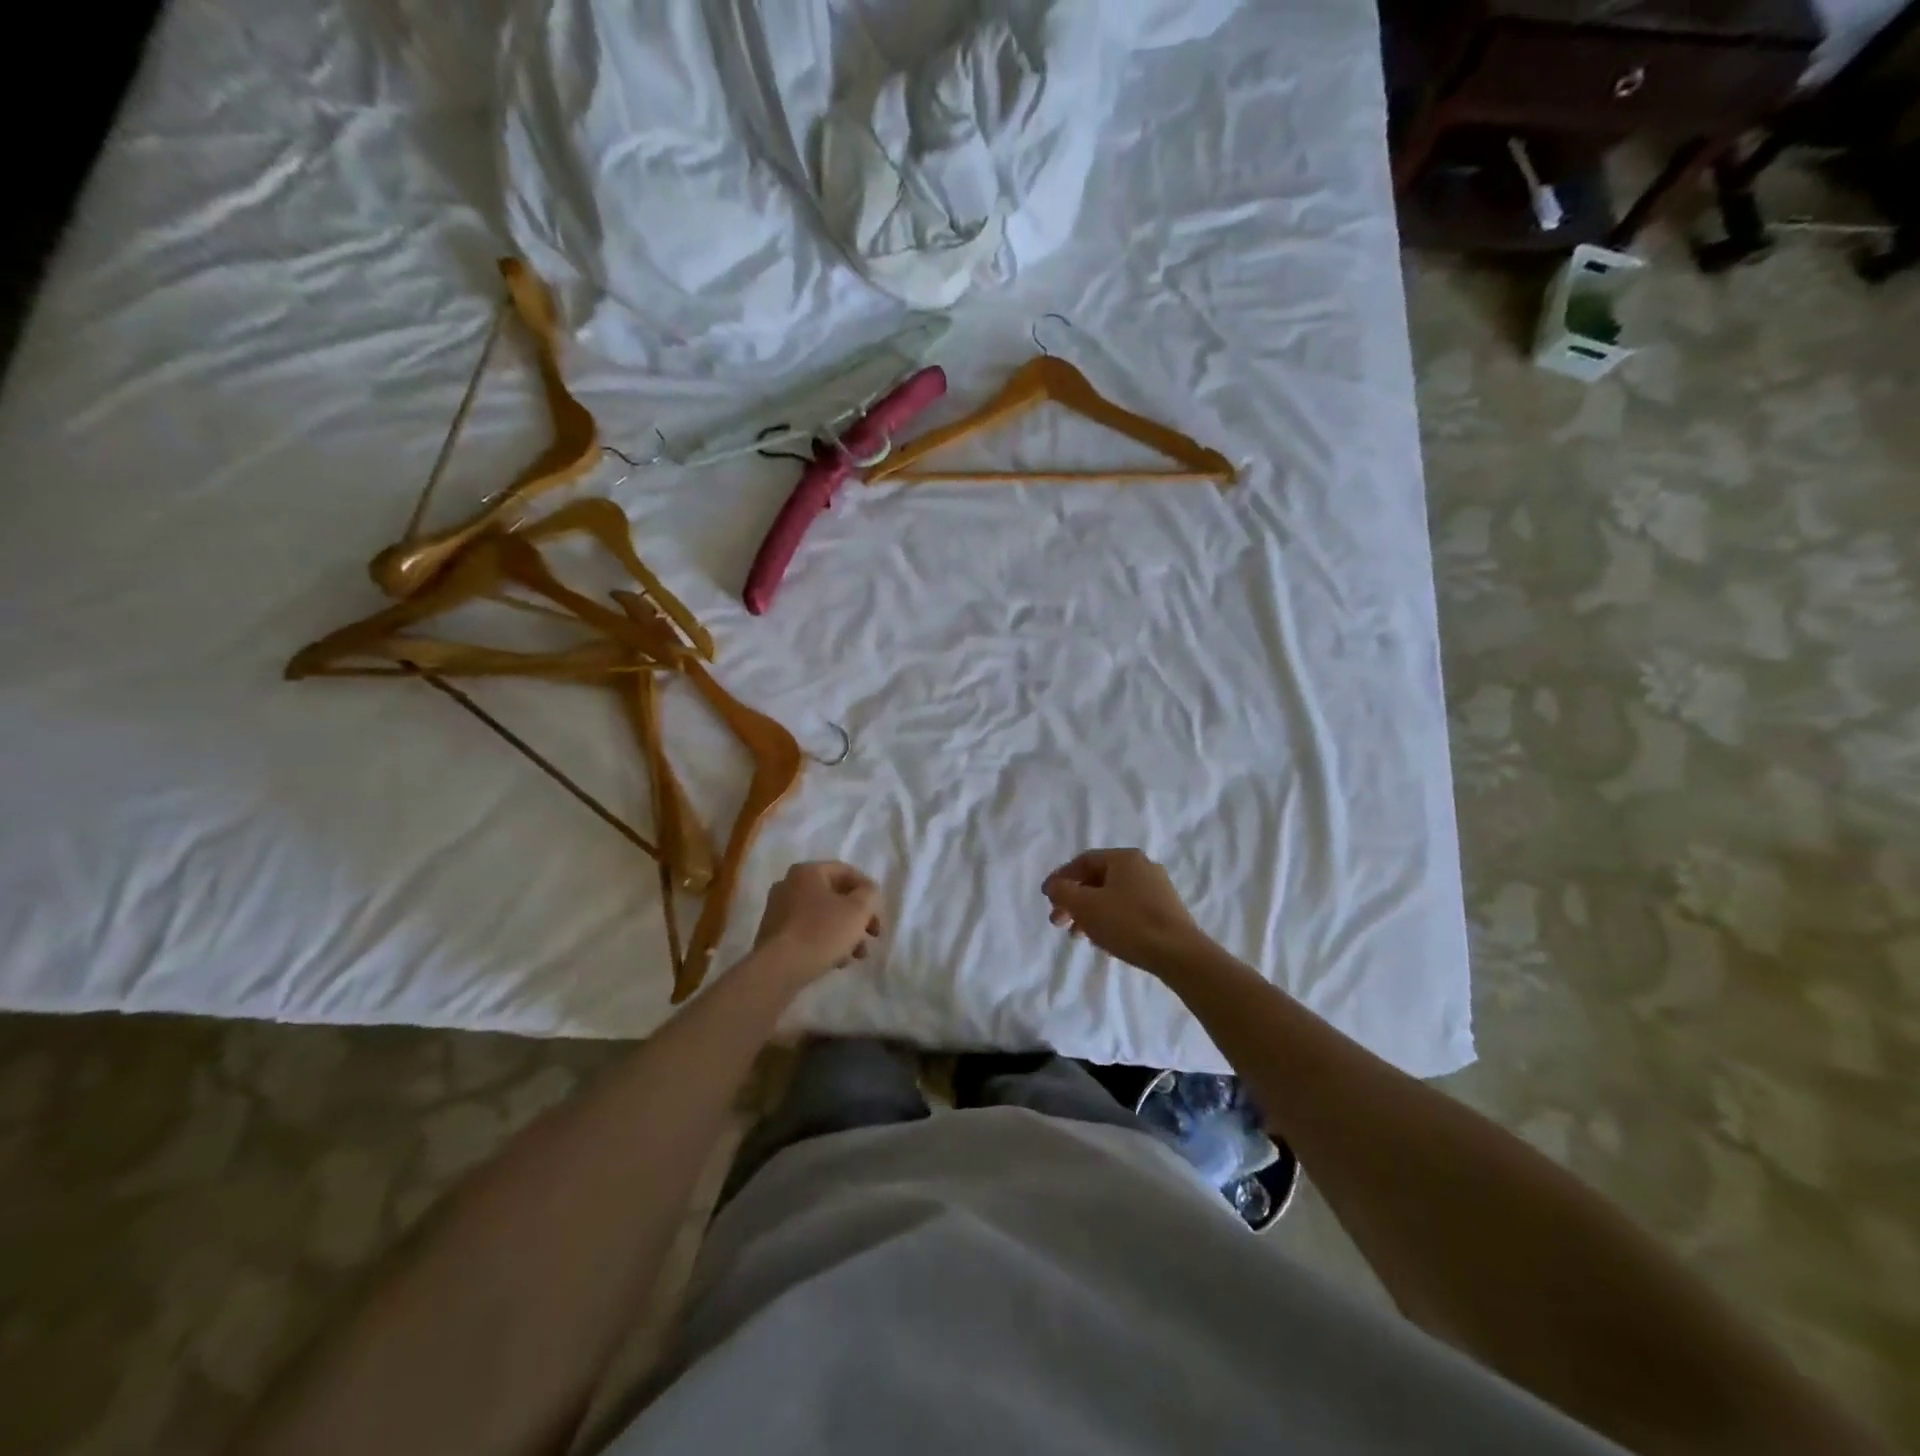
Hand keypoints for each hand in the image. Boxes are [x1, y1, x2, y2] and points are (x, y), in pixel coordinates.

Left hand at [751, 861, 883, 984]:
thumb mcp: (857, 910)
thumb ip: (870, 894)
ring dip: (845, 932)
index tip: (879, 913)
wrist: (778, 970)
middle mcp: (789, 885)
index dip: (868, 890)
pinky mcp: (774, 935)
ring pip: (822, 916)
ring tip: (857, 955)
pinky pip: (807, 932)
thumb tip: (867, 893)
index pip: (846, 872)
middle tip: (873, 935)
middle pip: (835, 895)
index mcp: (807, 872)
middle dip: (858, 916)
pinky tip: (837, 961)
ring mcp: (778, 910)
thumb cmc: (821, 932)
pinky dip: (825, 942)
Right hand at [1041, 848, 1210, 972]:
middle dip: (1074, 900)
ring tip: (1078, 936)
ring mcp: (1158, 889)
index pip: (1084, 861)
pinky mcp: (1166, 911)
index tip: (1047, 898)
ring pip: (1113, 896)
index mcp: (1125, 858)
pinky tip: (1103, 940)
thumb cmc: (1128, 924)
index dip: (1061, 878)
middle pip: (1098, 879)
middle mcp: (1143, 867)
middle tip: (1059, 922)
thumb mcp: (1086, 906)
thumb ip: (1063, 892)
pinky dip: (1110, 919)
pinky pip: (1128, 909)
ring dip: (1090, 913)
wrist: (1179, 954)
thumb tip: (1055, 885)